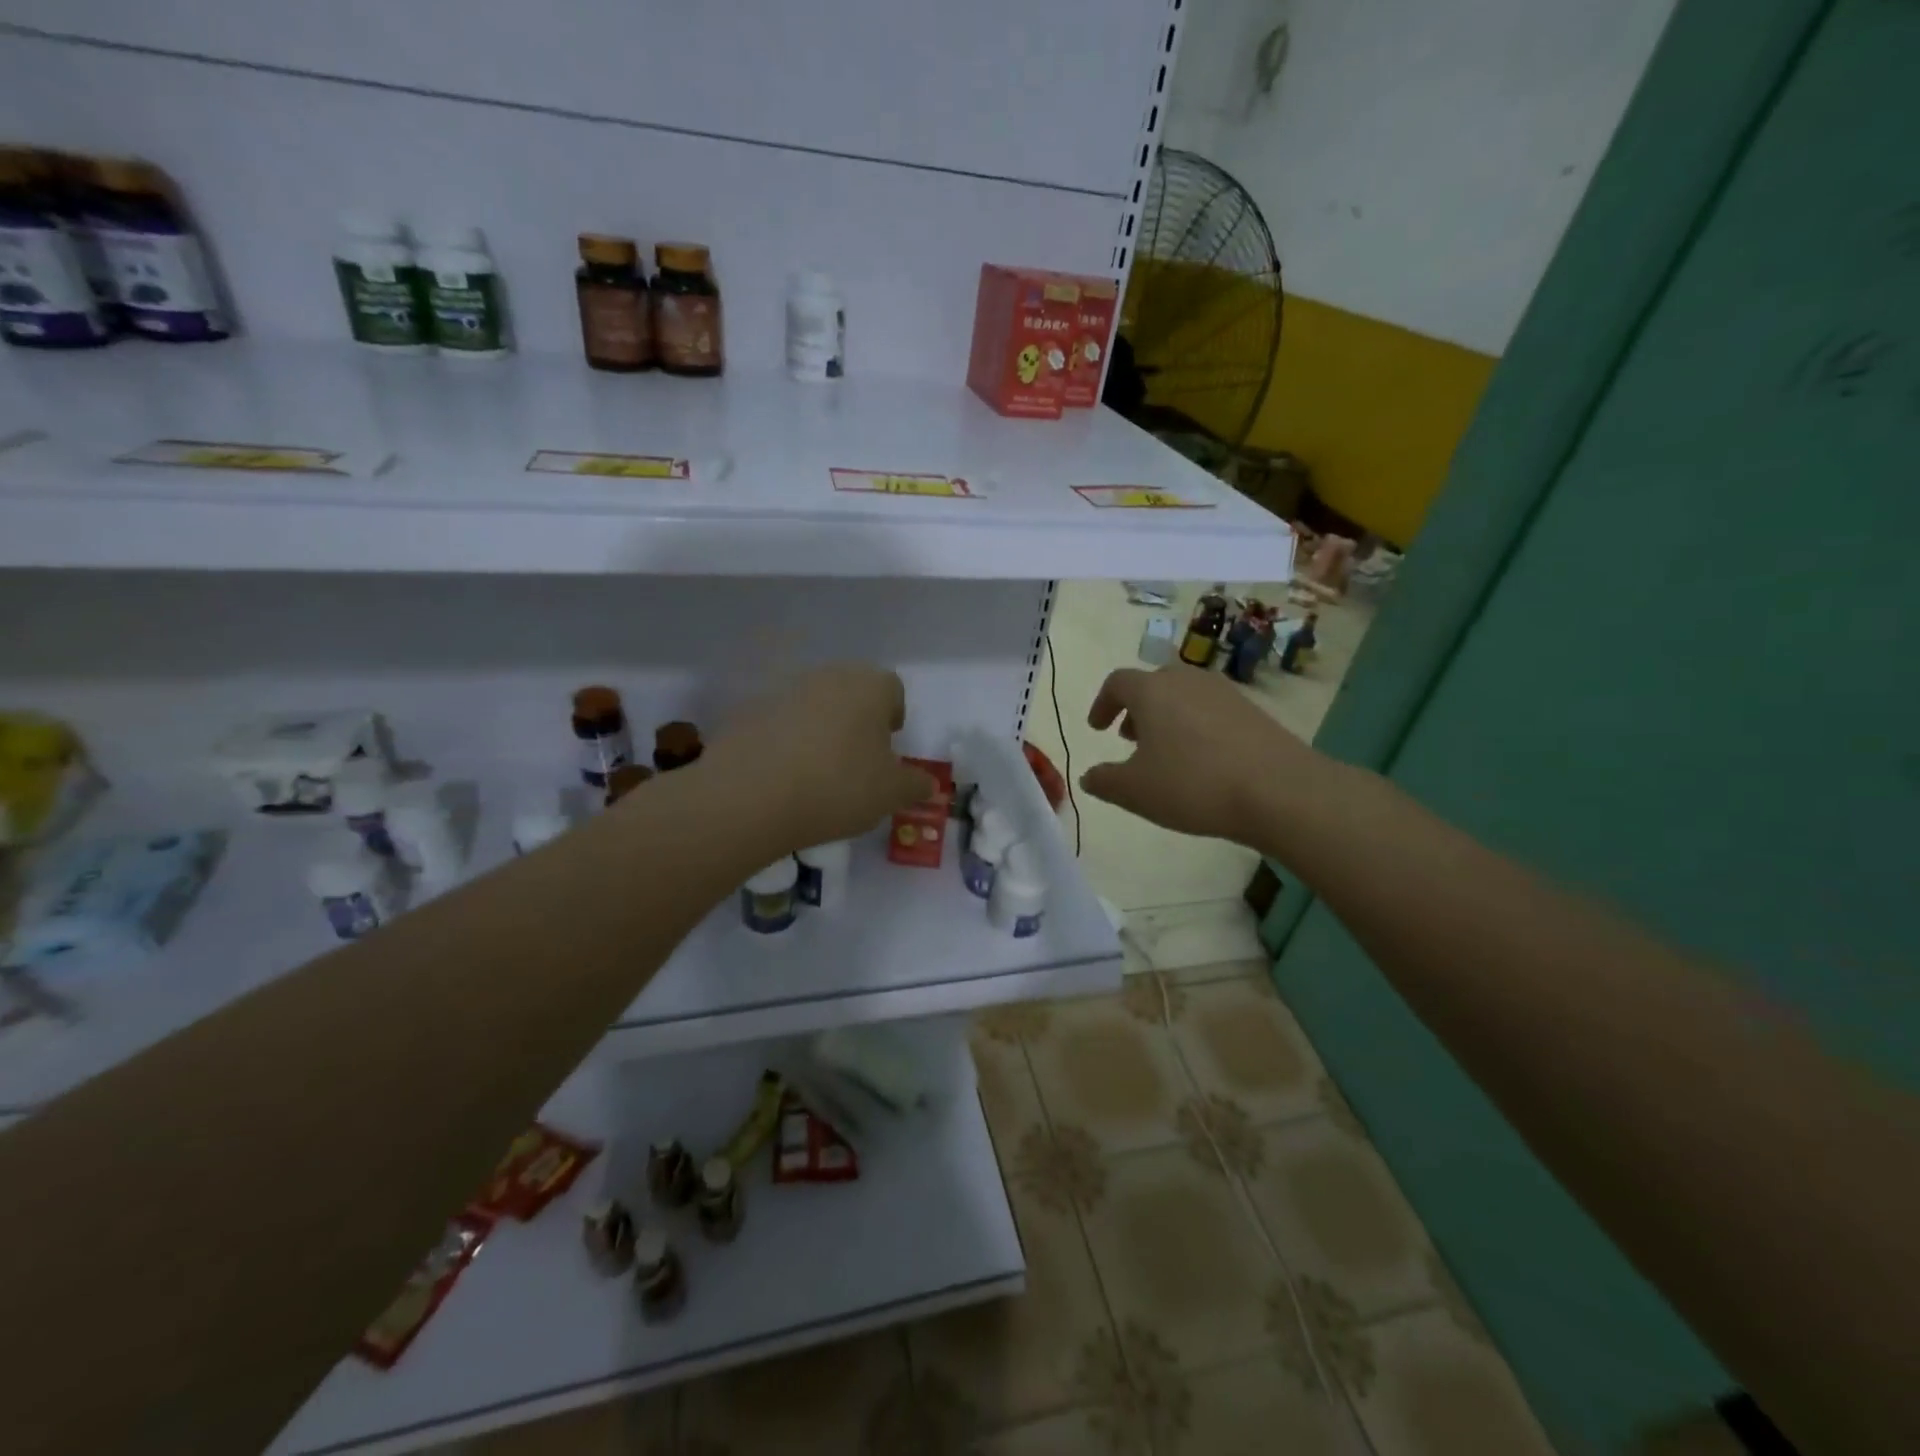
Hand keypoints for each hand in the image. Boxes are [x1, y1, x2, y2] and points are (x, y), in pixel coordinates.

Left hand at [707, 665, 937, 849]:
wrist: (750, 796)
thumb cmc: (838, 786)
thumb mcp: (890, 794)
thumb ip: (915, 785)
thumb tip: (929, 784)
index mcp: (869, 687)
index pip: (892, 689)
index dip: (894, 715)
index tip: (889, 745)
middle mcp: (828, 677)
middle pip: (852, 691)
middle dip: (858, 720)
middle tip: (858, 759)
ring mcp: (784, 691)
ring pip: (814, 705)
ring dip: (821, 729)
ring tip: (819, 771)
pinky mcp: (748, 712)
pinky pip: (779, 723)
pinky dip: (786, 741)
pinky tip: (784, 776)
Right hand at [1081, 664, 1318, 843]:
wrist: (1280, 790)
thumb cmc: (1193, 784)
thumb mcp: (1135, 791)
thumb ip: (1104, 781)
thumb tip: (1088, 776)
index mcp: (1152, 691)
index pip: (1117, 682)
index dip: (1102, 703)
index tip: (1098, 728)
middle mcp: (1187, 680)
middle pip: (1153, 683)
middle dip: (1136, 709)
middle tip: (1129, 738)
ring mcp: (1224, 692)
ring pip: (1184, 695)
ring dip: (1166, 717)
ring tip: (1165, 751)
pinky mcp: (1253, 710)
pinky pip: (1211, 709)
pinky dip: (1195, 725)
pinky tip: (1202, 760)